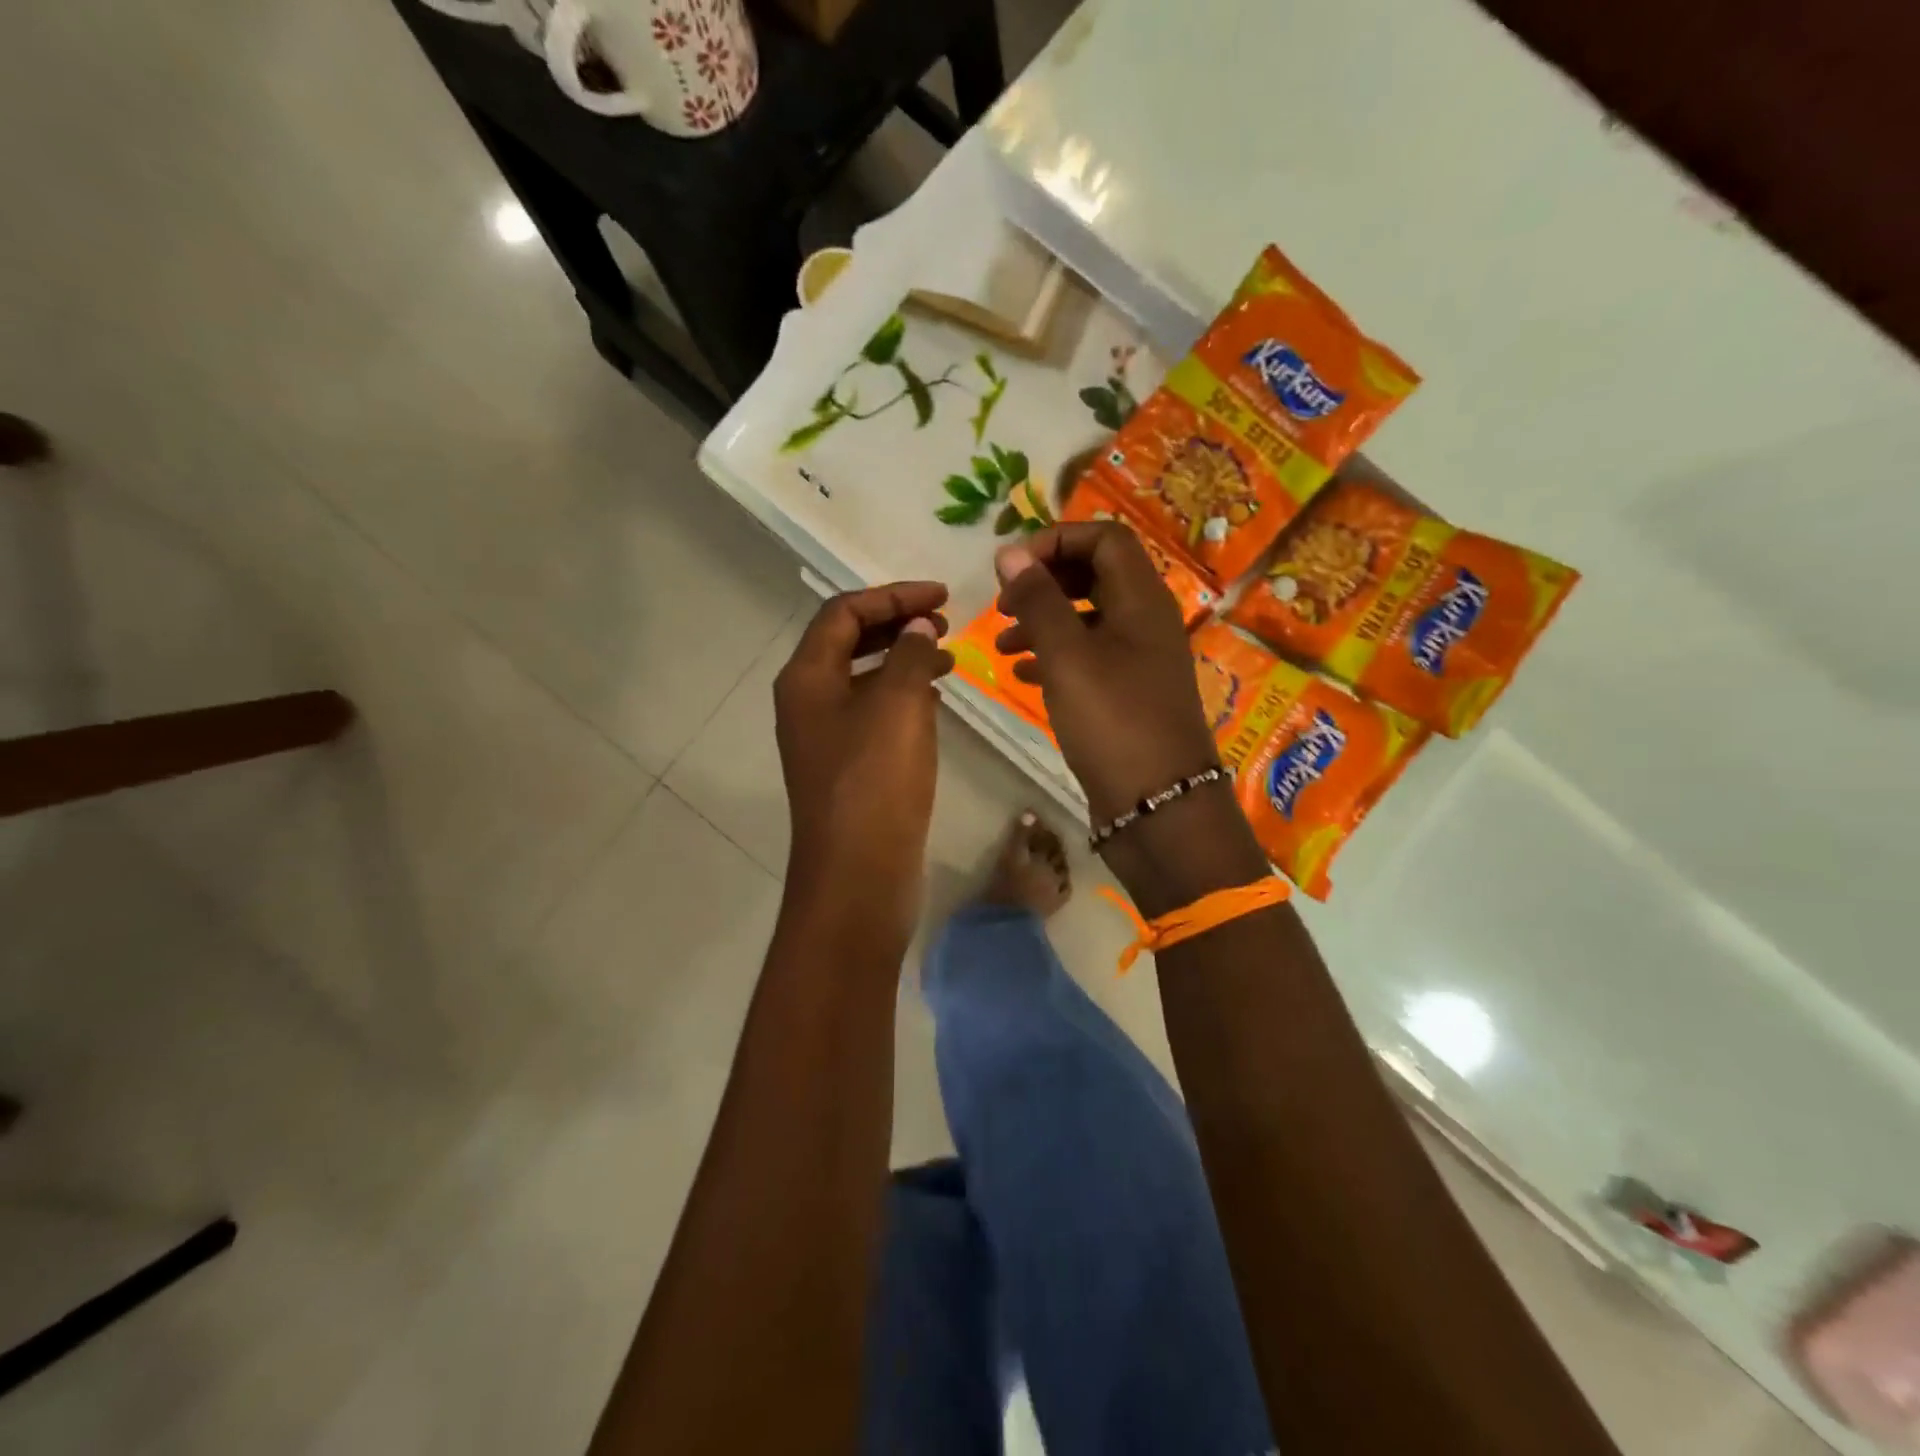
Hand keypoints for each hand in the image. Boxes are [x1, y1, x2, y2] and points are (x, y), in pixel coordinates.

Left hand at [774, 582, 953, 947]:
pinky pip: (873, 712)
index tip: (942, 597)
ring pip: (863, 678)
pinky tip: (935, 699)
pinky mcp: (847, 765)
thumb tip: (919, 625)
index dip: (893, 596)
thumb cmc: (875, 781)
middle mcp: (808, 701)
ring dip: (902, 658)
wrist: (858, 874)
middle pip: (848, 641)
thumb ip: (910, 653)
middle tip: (945, 620)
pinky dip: (903, 695)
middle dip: (896, 623)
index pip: (844, 613)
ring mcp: (826, 736)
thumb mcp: (898, 705)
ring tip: (948, 655)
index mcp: (807, 678)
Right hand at [993, 524, 1216, 821]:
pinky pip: (1089, 658)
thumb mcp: (1068, 656)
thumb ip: (1038, 600)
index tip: (1012, 566)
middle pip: (1095, 575)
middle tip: (1005, 603)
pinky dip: (1055, 657)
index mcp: (1142, 600)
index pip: (1105, 537)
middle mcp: (1146, 622)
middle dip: (1046, 581)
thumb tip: (1011, 553)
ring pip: (1088, 619)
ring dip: (1044, 621)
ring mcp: (1139, 661)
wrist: (1158, 805)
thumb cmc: (1113, 721)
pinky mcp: (1128, 695)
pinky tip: (1022, 674)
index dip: (1057, 539)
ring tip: (1003, 643)